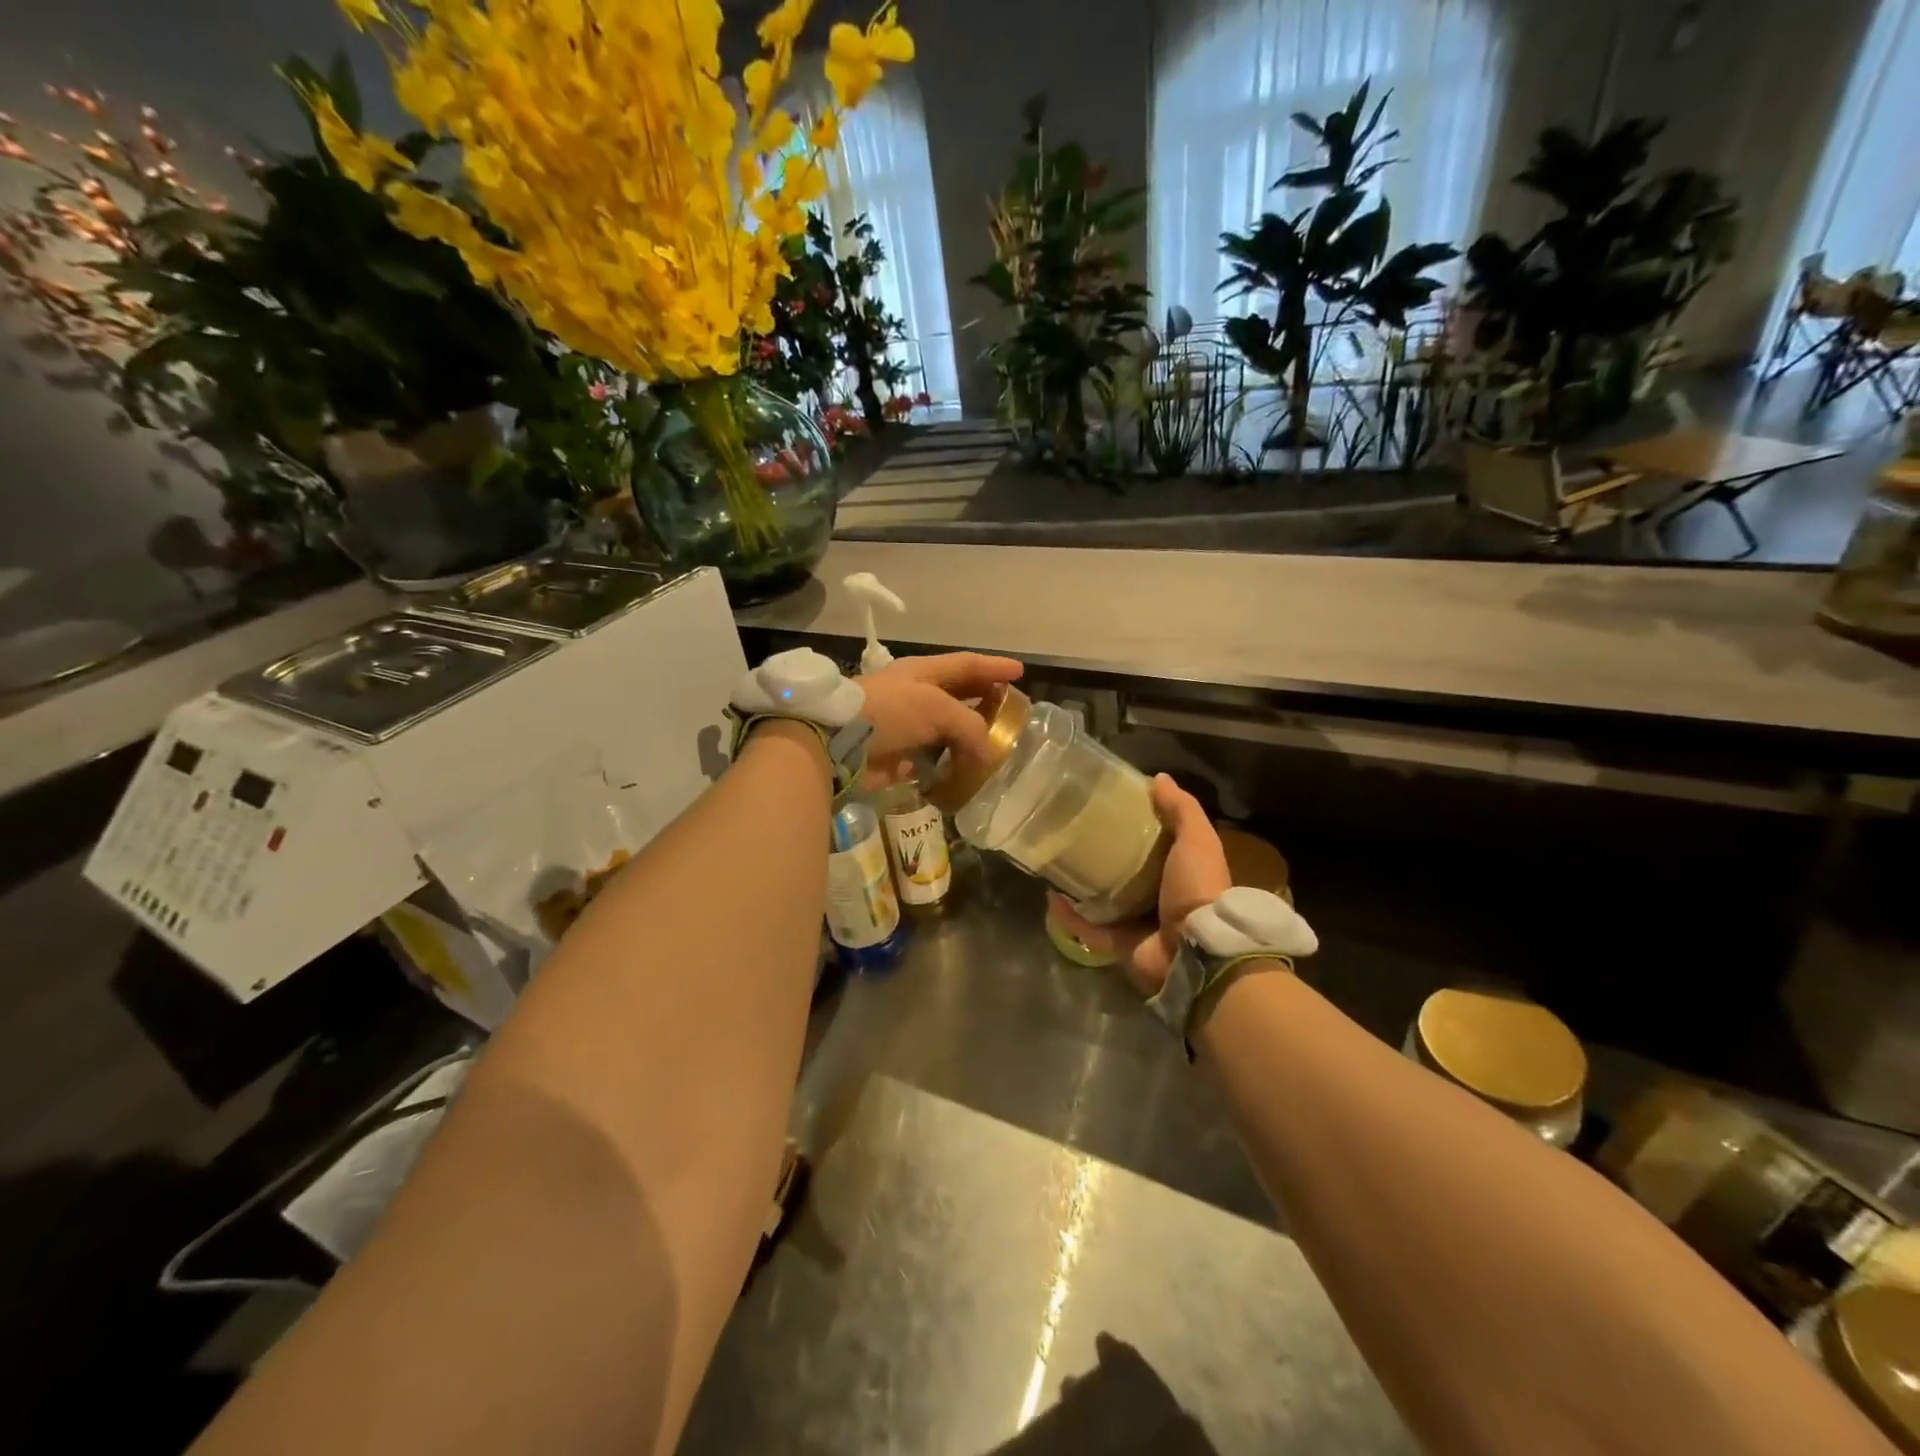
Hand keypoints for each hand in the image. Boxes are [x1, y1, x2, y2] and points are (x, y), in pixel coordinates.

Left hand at [857, 651, 1023, 783]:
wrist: (839, 742)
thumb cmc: (891, 712)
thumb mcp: (936, 708)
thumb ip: (969, 726)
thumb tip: (988, 752)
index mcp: (924, 672)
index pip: (967, 665)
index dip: (993, 667)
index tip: (1019, 671)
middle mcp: (916, 695)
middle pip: (958, 695)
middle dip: (984, 700)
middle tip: (1010, 710)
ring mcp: (907, 725)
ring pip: (947, 729)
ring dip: (969, 737)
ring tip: (996, 745)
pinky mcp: (898, 755)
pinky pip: (933, 758)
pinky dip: (951, 763)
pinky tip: (969, 770)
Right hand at [1049, 775, 1230, 996]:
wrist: (1197, 953)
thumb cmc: (1198, 889)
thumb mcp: (1197, 840)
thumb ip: (1181, 810)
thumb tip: (1159, 778)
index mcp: (1180, 872)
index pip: (1156, 844)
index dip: (1136, 825)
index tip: (1110, 805)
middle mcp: (1159, 897)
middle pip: (1127, 872)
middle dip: (1104, 855)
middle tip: (1075, 832)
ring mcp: (1138, 924)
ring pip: (1104, 901)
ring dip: (1082, 885)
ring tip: (1058, 862)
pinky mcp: (1118, 945)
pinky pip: (1087, 929)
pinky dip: (1069, 916)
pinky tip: (1051, 896)